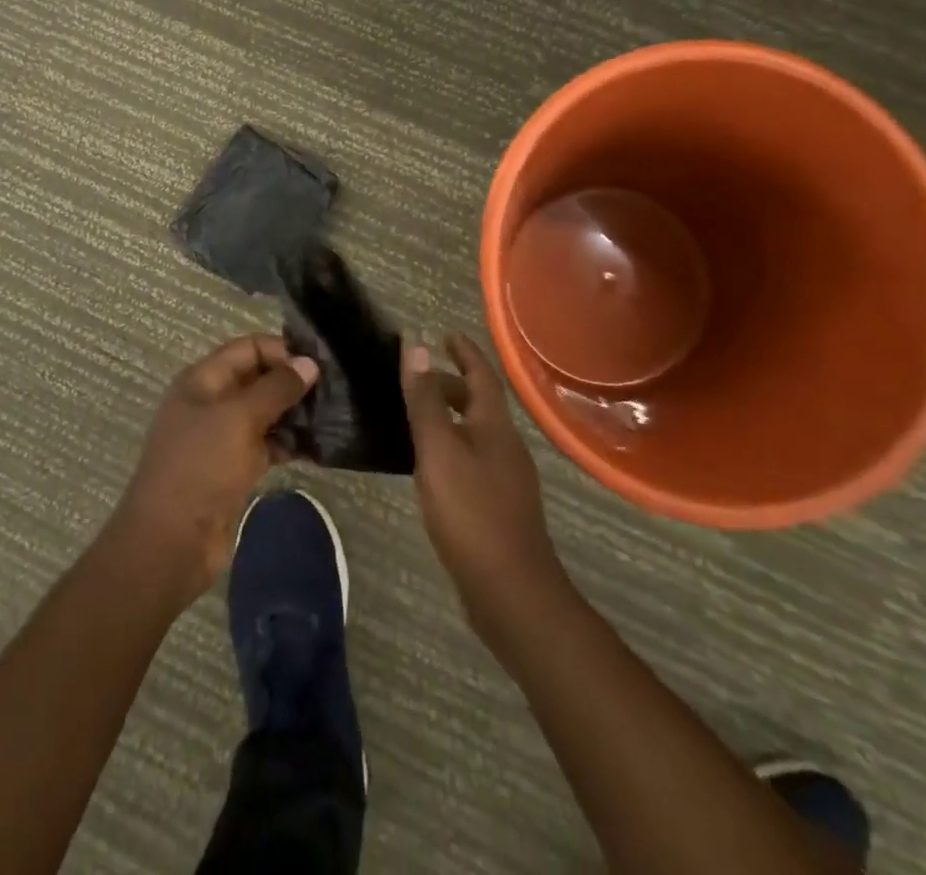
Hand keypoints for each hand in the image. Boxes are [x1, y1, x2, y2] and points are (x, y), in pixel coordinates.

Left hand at [110, 335, 317, 602]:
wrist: (171, 544)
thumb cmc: (200, 468)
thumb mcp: (239, 419)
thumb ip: (277, 388)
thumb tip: (310, 363)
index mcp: (203, 381)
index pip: (248, 348)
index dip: (282, 350)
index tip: (318, 365)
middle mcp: (212, 403)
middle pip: (259, 379)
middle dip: (293, 382)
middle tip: (334, 391)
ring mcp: (223, 437)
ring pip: (266, 413)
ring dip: (296, 414)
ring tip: (333, 417)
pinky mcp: (235, 468)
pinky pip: (268, 444)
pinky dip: (290, 443)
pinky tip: (320, 447)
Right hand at [402, 334, 566, 634]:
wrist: (511, 591)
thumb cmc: (471, 512)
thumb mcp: (438, 450)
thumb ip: (425, 399)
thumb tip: (414, 344)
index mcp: (495, 425)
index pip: (481, 374)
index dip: (464, 351)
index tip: (446, 333)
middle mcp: (506, 444)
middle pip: (479, 403)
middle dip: (452, 384)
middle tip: (418, 378)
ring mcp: (507, 477)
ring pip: (475, 432)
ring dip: (450, 417)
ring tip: (417, 417)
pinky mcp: (500, 506)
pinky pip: (473, 459)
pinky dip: (452, 447)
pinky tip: (431, 466)